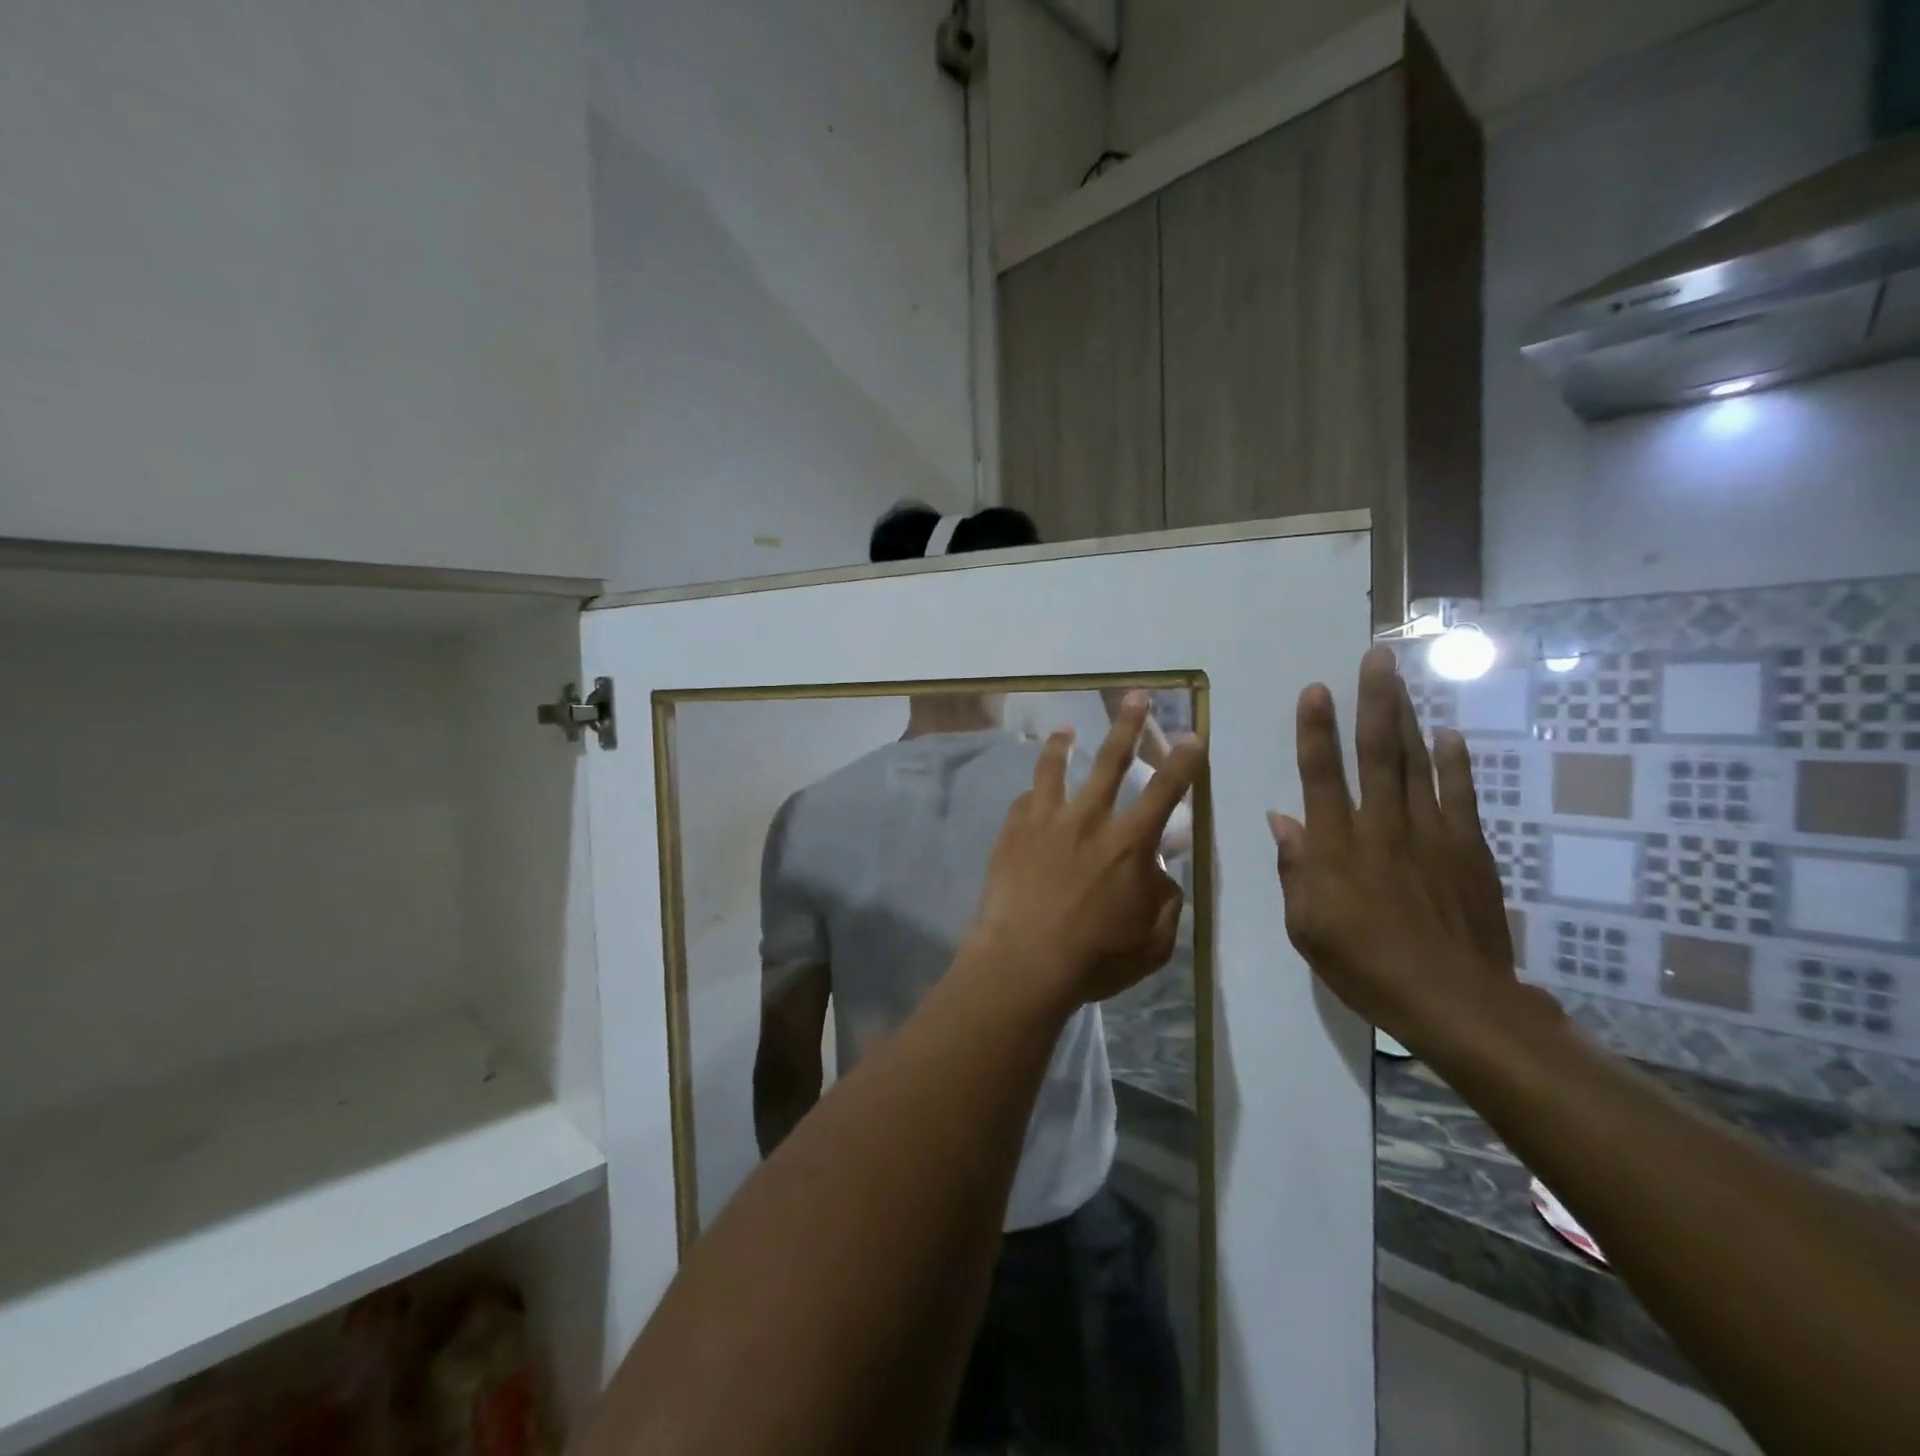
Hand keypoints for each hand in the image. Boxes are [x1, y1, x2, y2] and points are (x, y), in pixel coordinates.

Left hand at [972, 694, 1205, 1007]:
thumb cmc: (1095, 957)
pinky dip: (1033, 793)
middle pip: (1112, 760)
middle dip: (1128, 724)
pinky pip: (1025, 799)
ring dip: (1063, 745)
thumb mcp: (1153, 942)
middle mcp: (1089, 819)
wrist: (1024, 960)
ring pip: (1056, 768)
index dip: (1184, 761)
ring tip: (1065, 730)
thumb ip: (1165, 902)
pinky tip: (1031, 793)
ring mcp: (1046, 820)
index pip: (1167, 791)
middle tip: (1136, 696)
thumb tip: (1160, 875)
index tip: (1193, 735)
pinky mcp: (1013, 830)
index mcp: (1129, 843)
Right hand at [1268, 647, 1552, 1056]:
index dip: (1315, 731)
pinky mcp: (1468, 850)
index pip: (1321, 776)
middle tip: (1378, 657)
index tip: (1316, 690)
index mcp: (1336, 848)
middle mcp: (1382, 828)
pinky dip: (1456, 763)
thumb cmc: (1365, 966)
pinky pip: (1460, 796)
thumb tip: (1281, 820)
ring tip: (1403, 680)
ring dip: (1409, 718)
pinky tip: (1451, 736)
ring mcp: (1431, 835)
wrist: (1455, 1002)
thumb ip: (1294, 869)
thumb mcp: (1306, 926)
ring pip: (1418, 764)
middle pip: (1378, 754)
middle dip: (1375, 702)